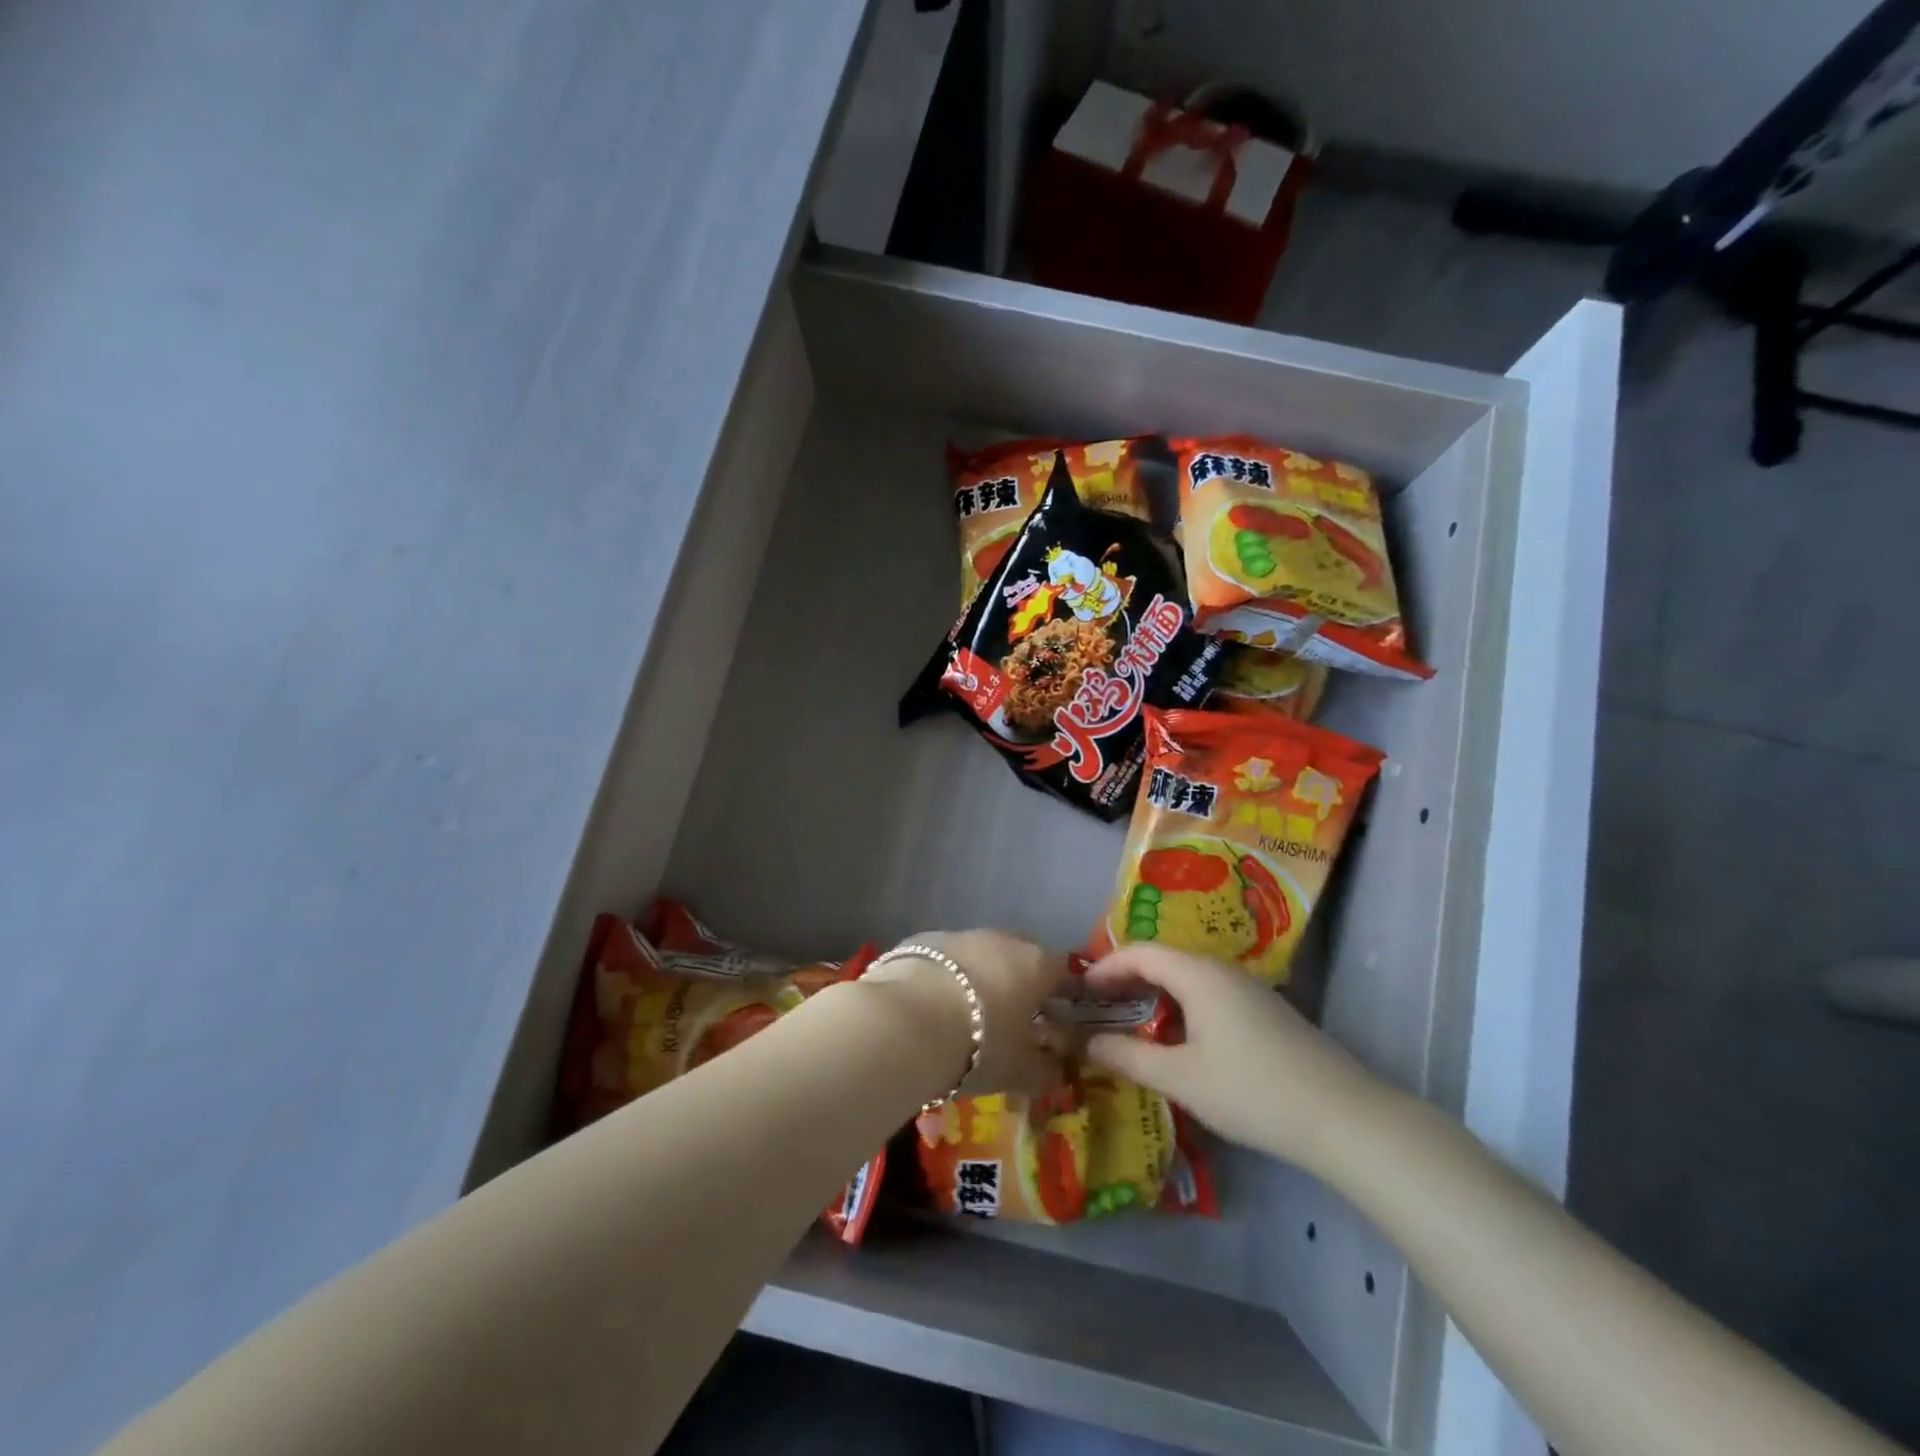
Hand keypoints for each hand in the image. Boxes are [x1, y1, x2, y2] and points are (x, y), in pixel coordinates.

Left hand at [865, 930, 1070, 1097]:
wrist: (906, 1021)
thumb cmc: (980, 1045)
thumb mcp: (1021, 1071)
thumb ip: (1045, 1069)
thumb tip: (1056, 1069)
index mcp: (1036, 963)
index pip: (1064, 970)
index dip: (1063, 993)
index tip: (1059, 1017)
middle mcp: (1001, 939)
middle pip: (1021, 955)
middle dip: (1020, 981)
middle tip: (1013, 1017)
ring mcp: (959, 935)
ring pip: (980, 954)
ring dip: (980, 978)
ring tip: (967, 1014)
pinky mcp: (921, 940)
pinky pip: (944, 959)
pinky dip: (945, 977)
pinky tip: (932, 1005)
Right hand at [1081, 943, 1389, 1171]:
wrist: (1343, 1117)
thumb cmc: (1251, 1090)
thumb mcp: (1181, 1078)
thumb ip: (1129, 1056)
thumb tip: (1089, 1042)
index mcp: (1198, 974)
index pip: (1140, 952)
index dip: (1106, 966)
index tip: (1079, 990)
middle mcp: (1221, 970)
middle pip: (1164, 960)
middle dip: (1127, 978)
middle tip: (1097, 1004)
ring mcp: (1248, 990)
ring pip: (1188, 978)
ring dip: (1154, 993)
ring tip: (1130, 1020)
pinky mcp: (1265, 1012)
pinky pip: (1208, 994)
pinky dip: (1180, 1005)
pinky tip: (1178, 1038)